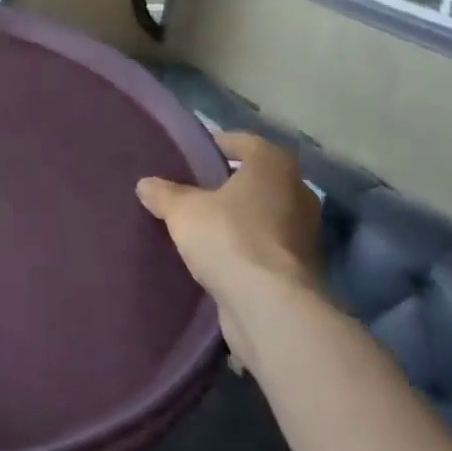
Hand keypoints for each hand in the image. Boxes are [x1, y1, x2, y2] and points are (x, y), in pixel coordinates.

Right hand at [137, 132, 324, 370]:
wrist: (270, 308)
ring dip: (240, 219)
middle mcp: (297, 191)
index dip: (215, 147)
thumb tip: (146, 184)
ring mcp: (305, 232)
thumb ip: (164, 193)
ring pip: (264, 214)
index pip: (242, 142)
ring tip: (204, 226)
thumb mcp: (183, 210)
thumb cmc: (228, 238)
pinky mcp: (302, 269)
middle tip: (194, 192)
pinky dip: (248, 248)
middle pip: (256, 179)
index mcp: (273, 164)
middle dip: (228, 185)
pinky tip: (220, 258)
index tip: (191, 158)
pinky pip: (267, 246)